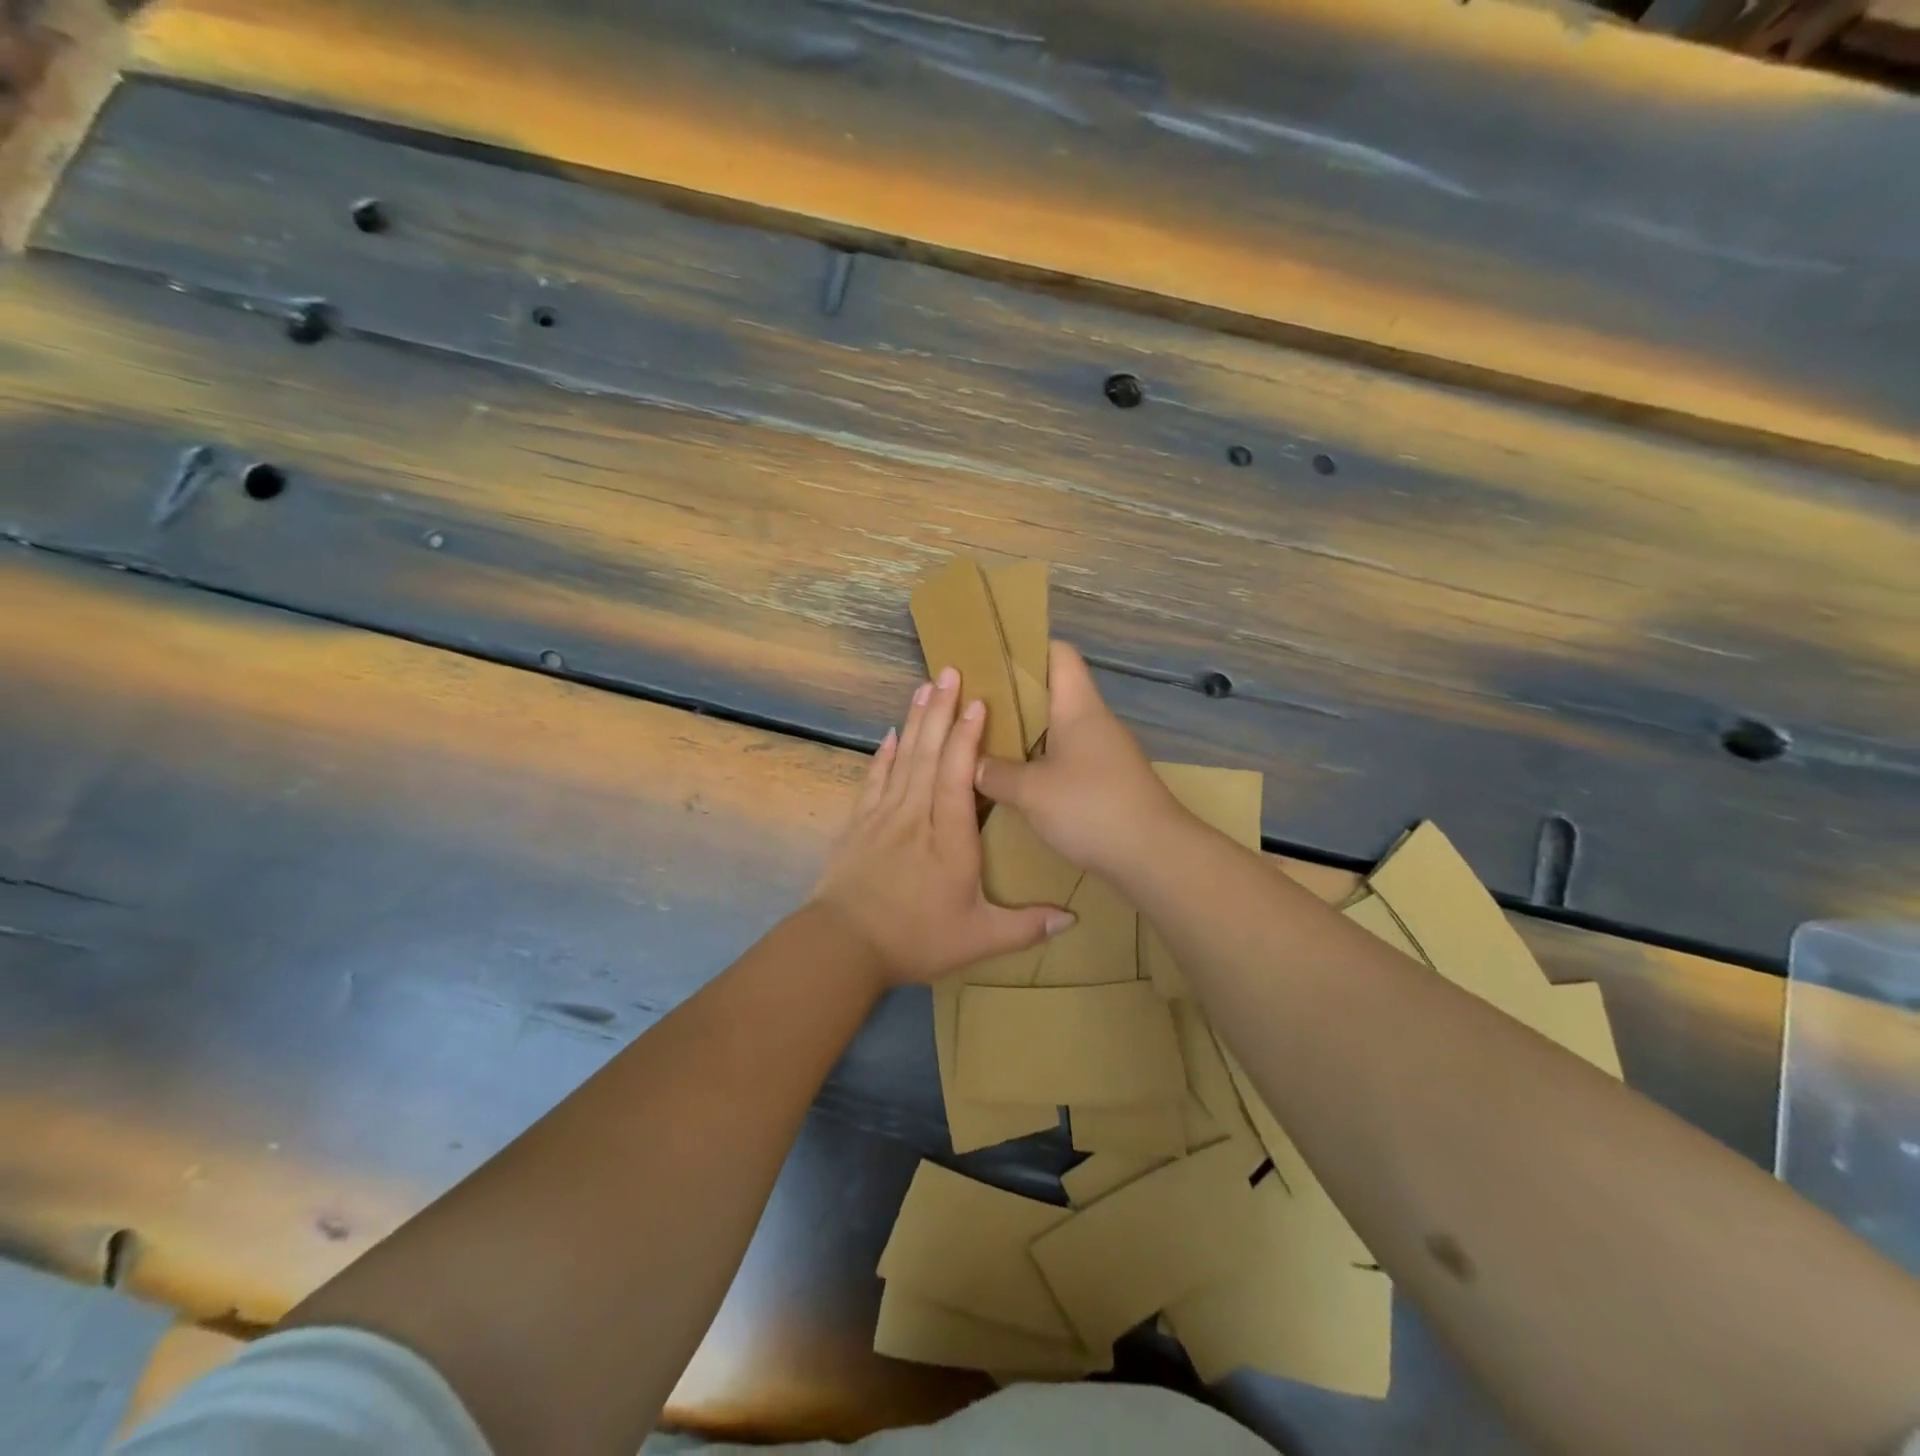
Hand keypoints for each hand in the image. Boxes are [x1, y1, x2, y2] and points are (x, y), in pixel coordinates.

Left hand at [811, 667, 1074, 986]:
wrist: (843, 946)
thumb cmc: (915, 939)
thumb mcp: (978, 939)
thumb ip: (1026, 926)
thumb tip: (1074, 919)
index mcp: (949, 838)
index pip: (959, 777)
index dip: (968, 738)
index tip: (977, 702)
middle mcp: (916, 816)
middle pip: (929, 754)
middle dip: (941, 711)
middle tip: (949, 671)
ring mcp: (883, 816)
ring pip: (902, 759)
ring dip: (915, 721)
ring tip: (924, 687)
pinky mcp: (859, 825)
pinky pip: (874, 779)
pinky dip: (883, 755)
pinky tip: (890, 734)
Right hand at [974, 642, 1183, 878]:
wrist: (1154, 855)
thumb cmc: (1092, 807)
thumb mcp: (1031, 791)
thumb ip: (995, 773)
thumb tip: (971, 764)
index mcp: (1078, 706)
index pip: (1058, 653)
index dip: (1026, 647)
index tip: (989, 657)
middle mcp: (1093, 721)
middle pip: (1052, 691)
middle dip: (1012, 696)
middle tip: (972, 704)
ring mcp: (1103, 752)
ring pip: (1056, 728)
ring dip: (1023, 733)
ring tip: (983, 742)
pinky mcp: (1105, 781)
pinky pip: (1065, 758)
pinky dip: (1038, 762)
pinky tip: (1014, 780)